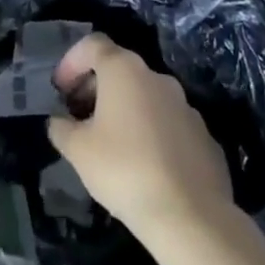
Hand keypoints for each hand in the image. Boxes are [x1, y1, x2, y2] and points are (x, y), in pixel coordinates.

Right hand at [47, 35, 234, 244]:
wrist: (193, 220)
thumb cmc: (126, 171)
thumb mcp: (78, 151)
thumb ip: (61, 128)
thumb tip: (59, 122)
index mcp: (124, 70)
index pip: (92, 45)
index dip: (72, 62)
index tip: (60, 90)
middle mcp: (156, 77)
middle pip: (120, 69)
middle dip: (96, 88)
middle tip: (80, 117)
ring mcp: (186, 107)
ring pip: (147, 97)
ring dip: (126, 110)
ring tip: (113, 144)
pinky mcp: (205, 138)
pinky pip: (170, 126)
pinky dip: (153, 134)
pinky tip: (146, 167)